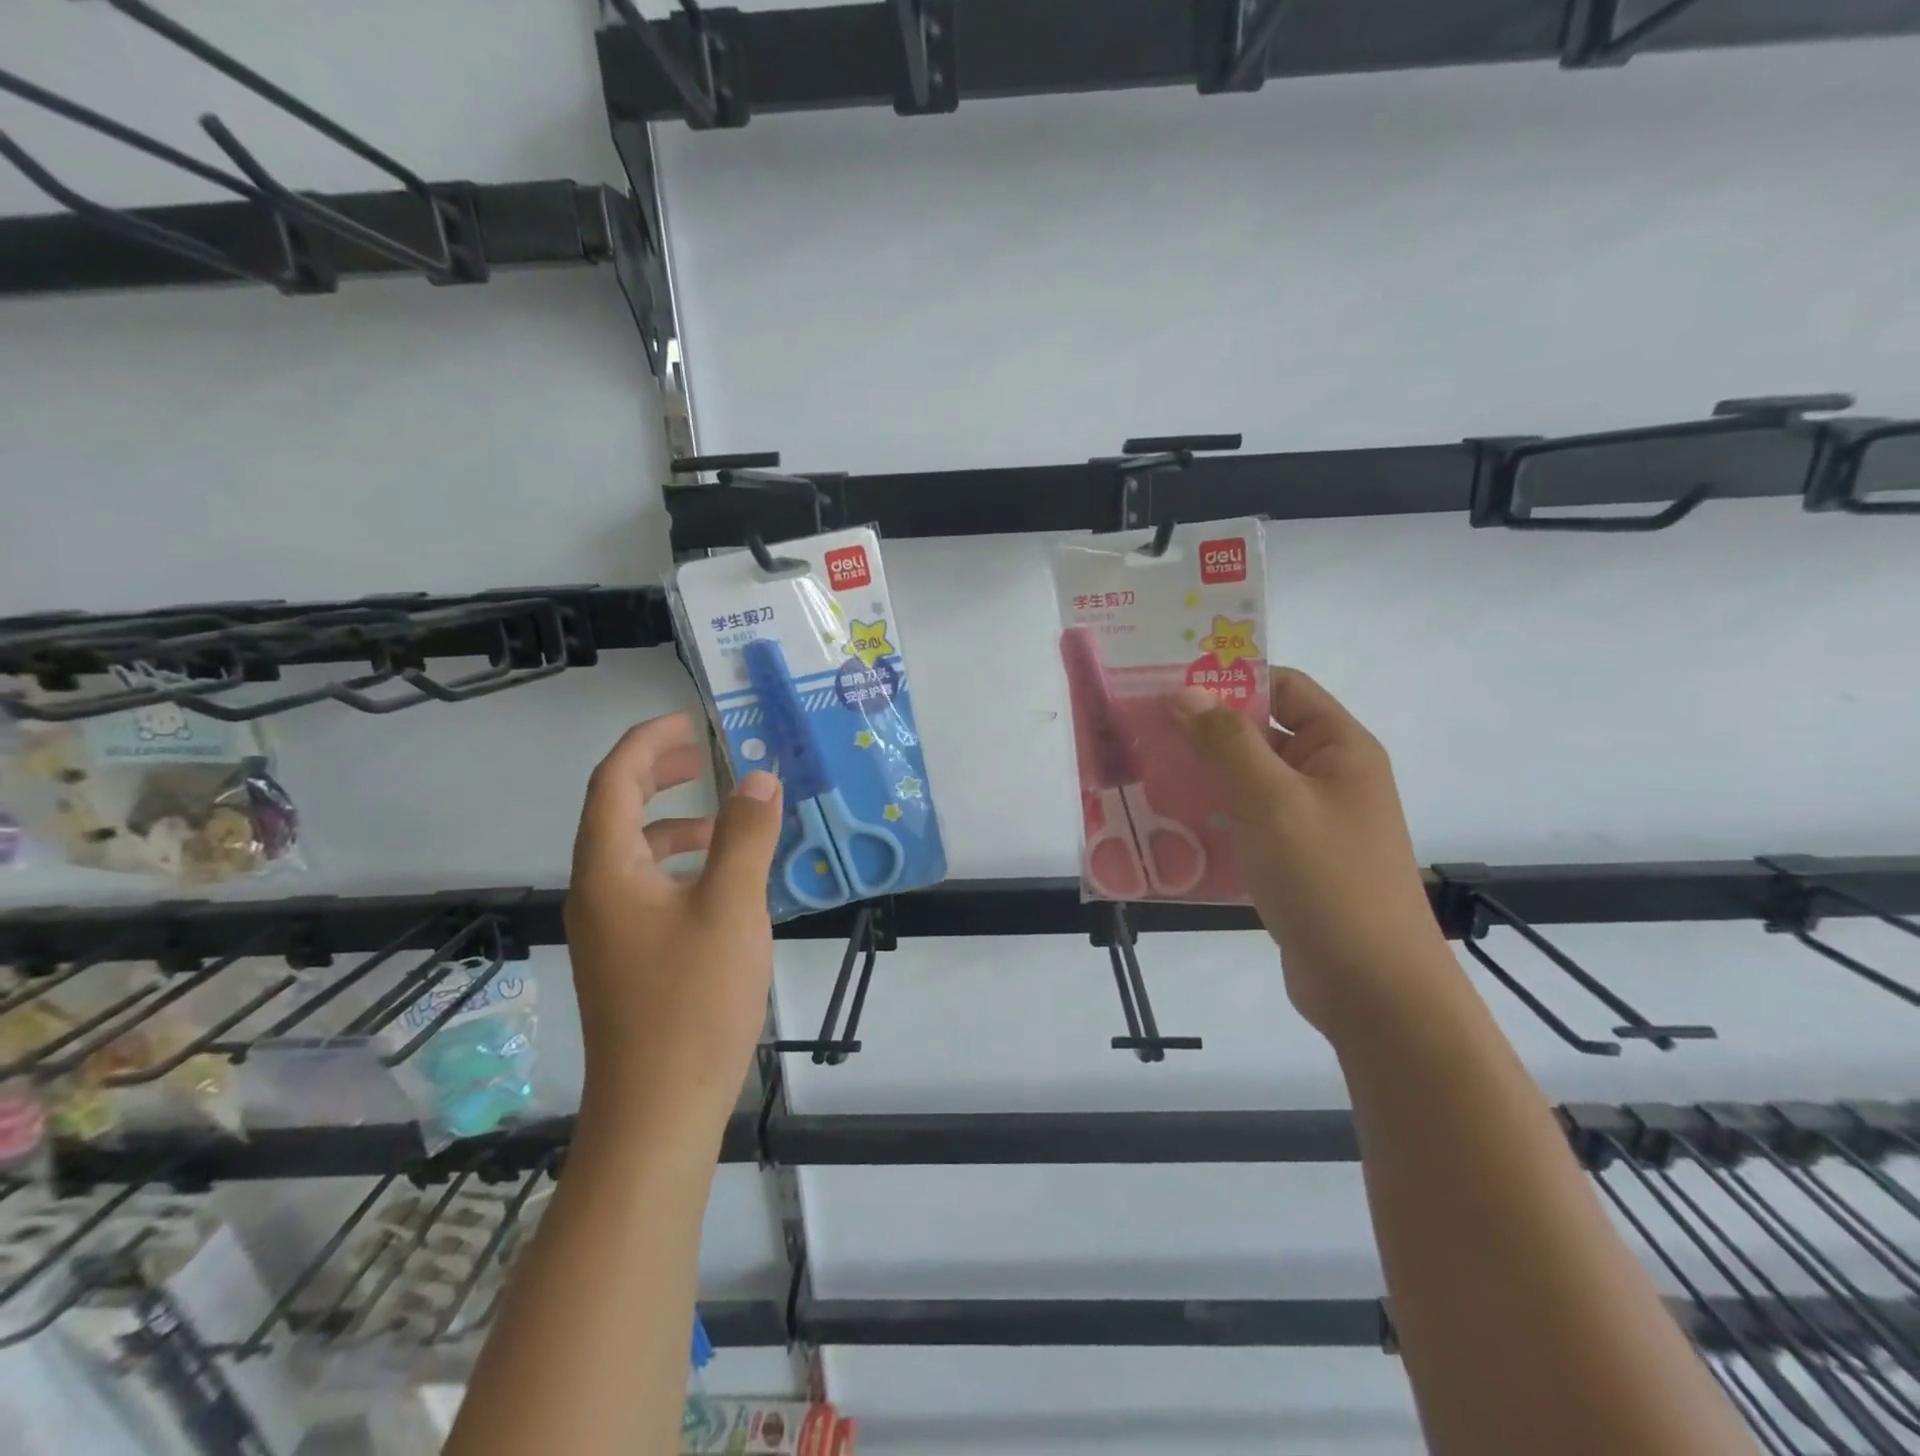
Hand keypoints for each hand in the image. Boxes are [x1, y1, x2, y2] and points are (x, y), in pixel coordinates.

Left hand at [564, 713, 783, 1136]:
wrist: (659, 1111)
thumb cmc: (693, 1001)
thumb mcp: (732, 907)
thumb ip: (746, 836)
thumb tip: (758, 778)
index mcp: (608, 870)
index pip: (613, 782)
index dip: (647, 742)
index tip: (690, 720)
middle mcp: (597, 893)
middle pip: (616, 811)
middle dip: (656, 773)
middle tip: (702, 753)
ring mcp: (610, 930)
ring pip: (635, 853)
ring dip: (675, 822)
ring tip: (726, 819)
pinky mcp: (629, 959)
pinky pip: (650, 888)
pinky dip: (683, 866)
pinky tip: (724, 884)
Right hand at [1171, 672, 1446, 1036]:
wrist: (1370, 987)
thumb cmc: (1325, 878)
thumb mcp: (1271, 800)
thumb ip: (1227, 742)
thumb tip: (1184, 693)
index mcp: (1339, 749)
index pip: (1283, 688)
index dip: (1230, 679)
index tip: (1169, 683)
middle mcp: (1329, 778)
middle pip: (1261, 735)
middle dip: (1204, 731)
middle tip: (1141, 729)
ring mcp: (1311, 822)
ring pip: (1248, 782)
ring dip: (1201, 777)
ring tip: (1143, 774)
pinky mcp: (1293, 861)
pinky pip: (1246, 824)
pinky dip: (1211, 818)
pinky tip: (1168, 826)